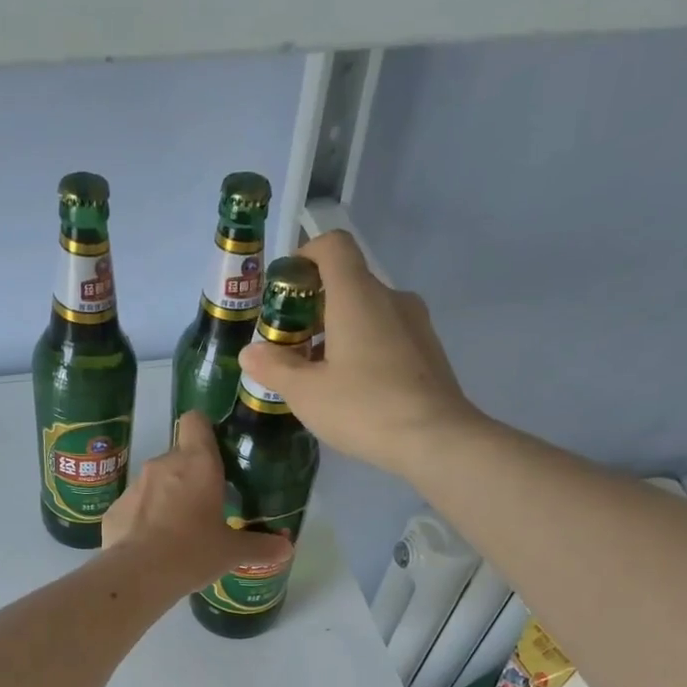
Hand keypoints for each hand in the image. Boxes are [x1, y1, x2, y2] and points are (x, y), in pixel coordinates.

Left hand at [102, 411, 292, 591]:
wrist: (138, 576)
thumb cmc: (193, 552)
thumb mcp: (232, 552)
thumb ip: (260, 546)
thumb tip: (287, 549)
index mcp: (197, 463)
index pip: (196, 420)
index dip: (205, 430)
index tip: (215, 452)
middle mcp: (163, 464)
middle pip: (179, 457)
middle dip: (190, 476)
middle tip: (205, 507)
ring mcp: (135, 485)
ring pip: (155, 482)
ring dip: (166, 498)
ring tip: (177, 531)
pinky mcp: (114, 509)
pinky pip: (134, 507)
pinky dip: (142, 520)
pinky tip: (151, 547)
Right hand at [240, 230, 485, 478]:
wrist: (435, 439)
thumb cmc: (363, 407)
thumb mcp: (305, 392)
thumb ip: (274, 367)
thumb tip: (250, 352)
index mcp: (357, 295)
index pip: (333, 246)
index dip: (305, 256)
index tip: (285, 289)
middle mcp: (390, 298)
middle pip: (347, 283)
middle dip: (313, 308)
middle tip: (290, 347)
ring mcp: (415, 324)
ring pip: (367, 313)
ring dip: (337, 332)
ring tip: (317, 376)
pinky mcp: (427, 351)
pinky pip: (386, 335)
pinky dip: (362, 349)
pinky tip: (351, 390)